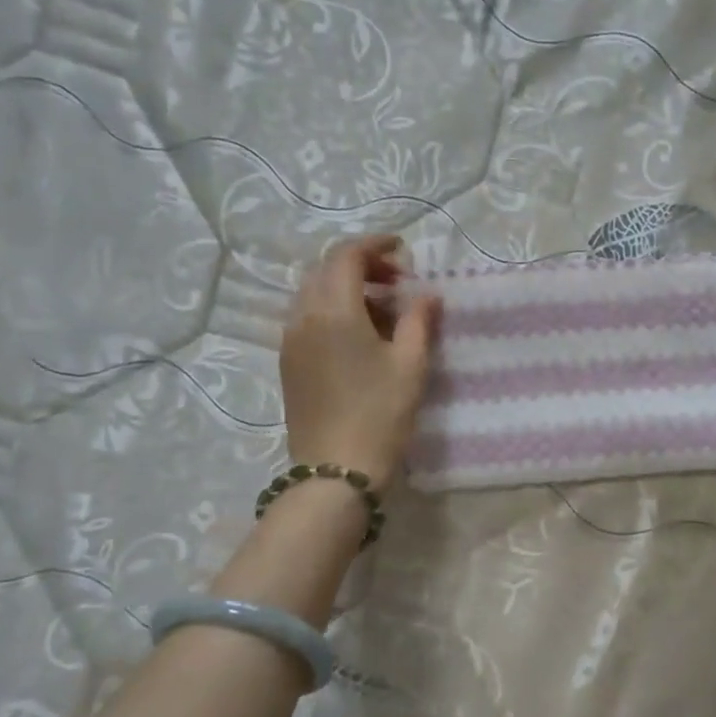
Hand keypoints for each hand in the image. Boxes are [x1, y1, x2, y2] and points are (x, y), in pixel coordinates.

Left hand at [280, 235, 439, 492]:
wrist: (335, 470)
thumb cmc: (380, 415)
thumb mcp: (410, 365)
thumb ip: (419, 321)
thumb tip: (427, 294)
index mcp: (334, 311)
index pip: (346, 256)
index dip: (375, 245)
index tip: (403, 250)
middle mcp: (303, 317)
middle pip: (325, 270)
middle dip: (361, 265)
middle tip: (397, 281)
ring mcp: (290, 340)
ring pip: (313, 293)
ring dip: (346, 287)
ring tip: (382, 309)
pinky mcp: (288, 362)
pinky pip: (306, 317)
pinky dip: (332, 309)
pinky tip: (359, 334)